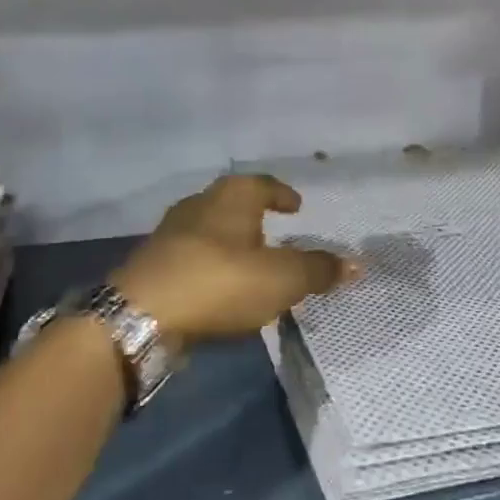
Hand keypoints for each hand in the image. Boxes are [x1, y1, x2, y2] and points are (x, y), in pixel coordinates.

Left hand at [112, 175, 359, 344]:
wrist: (142, 315)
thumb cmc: (220, 282)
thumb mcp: (282, 279)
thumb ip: (319, 270)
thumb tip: (357, 263)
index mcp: (231, 197)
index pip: (262, 184)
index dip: (281, 194)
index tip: (295, 206)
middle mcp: (199, 205)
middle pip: (231, 202)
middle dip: (253, 215)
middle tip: (274, 231)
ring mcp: (170, 234)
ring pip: (209, 229)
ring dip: (230, 241)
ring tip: (249, 262)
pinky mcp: (153, 265)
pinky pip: (191, 257)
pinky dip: (210, 265)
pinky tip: (219, 287)